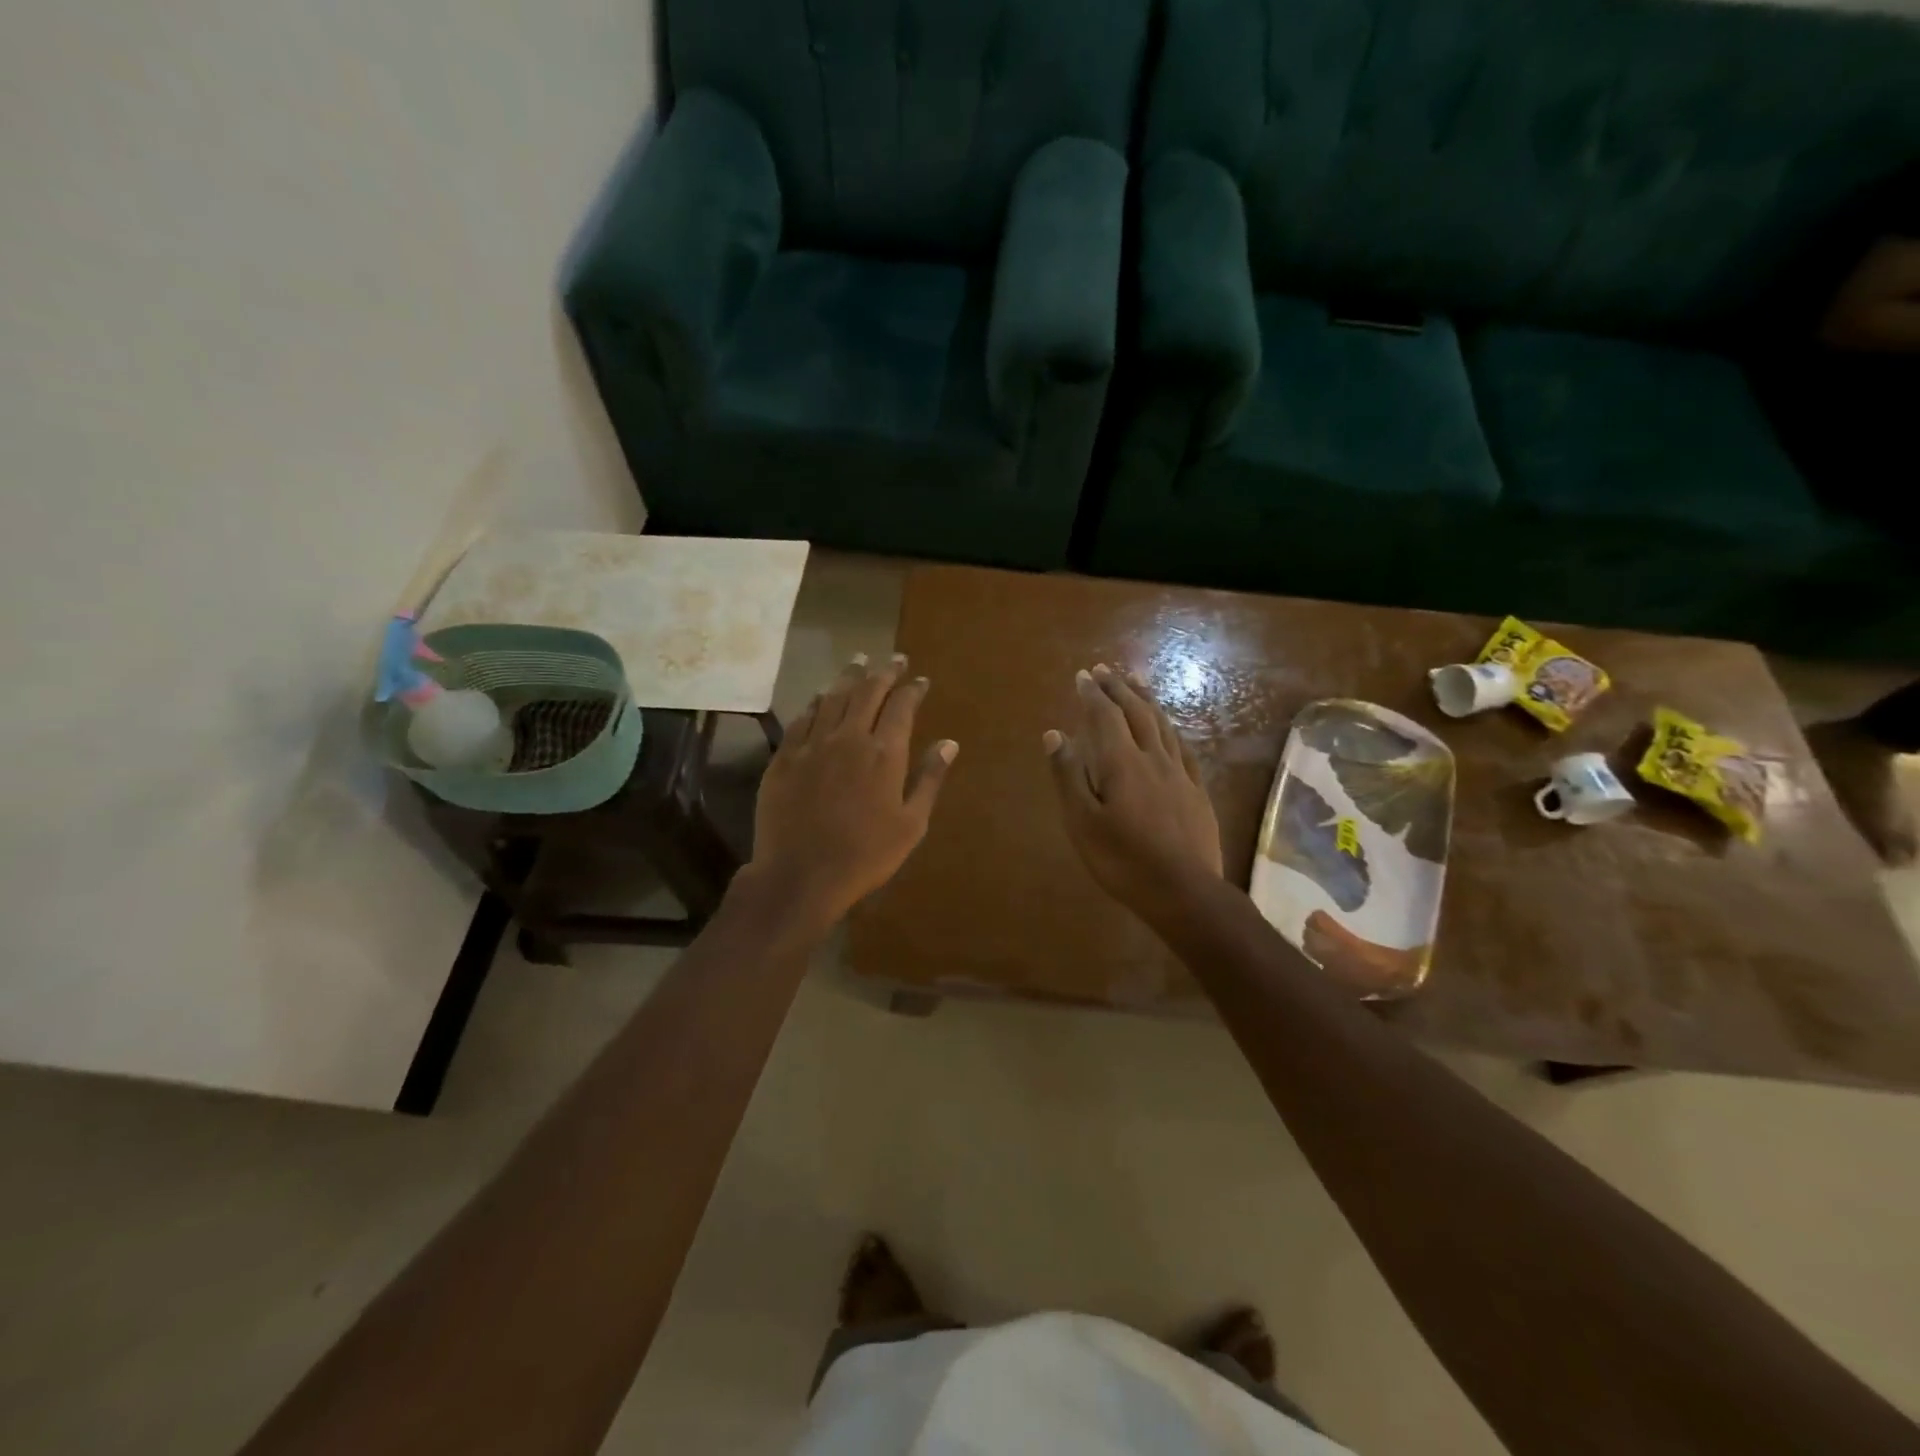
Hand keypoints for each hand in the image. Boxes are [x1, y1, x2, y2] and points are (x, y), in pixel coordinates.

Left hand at [746, 652, 956, 931]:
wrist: (801, 875)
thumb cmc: (866, 855)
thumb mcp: (911, 824)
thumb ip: (929, 779)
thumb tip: (949, 743)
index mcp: (884, 753)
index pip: (902, 707)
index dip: (912, 689)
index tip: (920, 679)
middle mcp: (849, 738)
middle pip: (867, 692)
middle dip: (884, 672)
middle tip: (894, 659)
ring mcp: (812, 744)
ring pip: (833, 697)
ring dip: (849, 676)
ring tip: (859, 660)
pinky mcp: (785, 757)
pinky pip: (802, 718)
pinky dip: (816, 701)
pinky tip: (821, 695)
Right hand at [1044, 663, 1222, 922]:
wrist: (1184, 892)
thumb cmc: (1123, 860)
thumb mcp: (1082, 822)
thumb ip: (1068, 776)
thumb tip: (1055, 734)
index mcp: (1122, 764)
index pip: (1105, 717)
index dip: (1093, 694)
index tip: (1083, 675)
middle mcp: (1153, 758)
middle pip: (1136, 713)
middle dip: (1119, 688)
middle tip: (1105, 670)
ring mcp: (1180, 774)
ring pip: (1163, 725)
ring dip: (1146, 700)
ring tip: (1136, 683)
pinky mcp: (1197, 791)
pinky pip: (1183, 748)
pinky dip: (1171, 729)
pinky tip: (1169, 727)